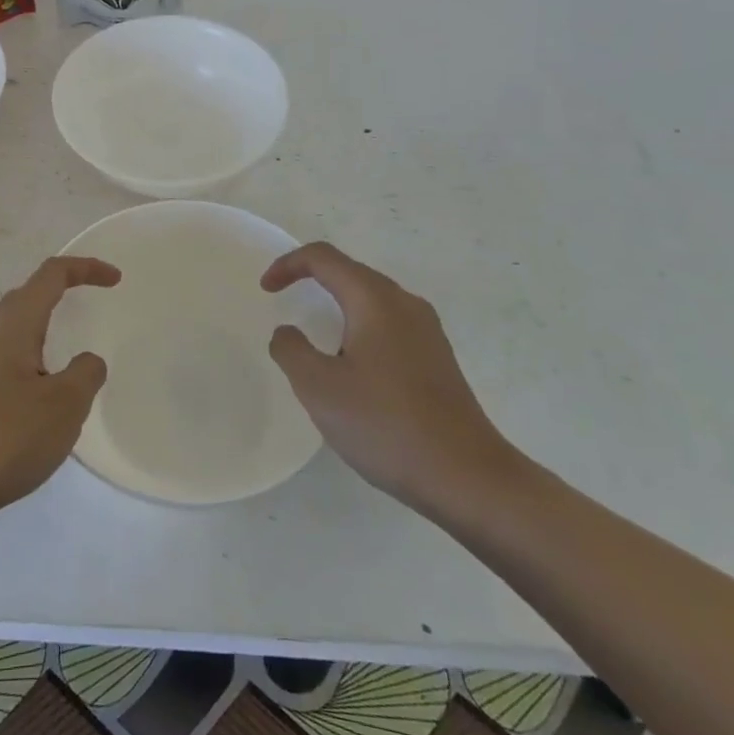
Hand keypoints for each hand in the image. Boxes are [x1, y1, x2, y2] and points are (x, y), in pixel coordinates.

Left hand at [0, 256, 117, 526]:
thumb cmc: (4, 439)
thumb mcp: (64, 406)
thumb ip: (85, 374)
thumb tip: (87, 361)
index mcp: (12, 327)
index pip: (50, 276)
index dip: (85, 269)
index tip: (115, 279)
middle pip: (25, 298)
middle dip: (59, 292)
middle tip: (90, 305)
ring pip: (12, 335)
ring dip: (43, 332)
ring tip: (70, 362)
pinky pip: (4, 368)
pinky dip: (30, 368)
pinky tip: (41, 405)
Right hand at [262, 242, 521, 520]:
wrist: (467, 477)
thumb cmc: (385, 425)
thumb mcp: (319, 388)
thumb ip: (291, 350)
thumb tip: (288, 332)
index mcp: (374, 300)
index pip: (324, 258)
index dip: (288, 264)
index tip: (265, 290)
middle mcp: (405, 304)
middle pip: (351, 272)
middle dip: (312, 279)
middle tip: (284, 301)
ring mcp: (427, 331)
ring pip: (372, 299)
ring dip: (337, 305)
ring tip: (315, 336)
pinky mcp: (438, 358)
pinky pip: (389, 325)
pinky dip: (359, 328)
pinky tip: (353, 368)